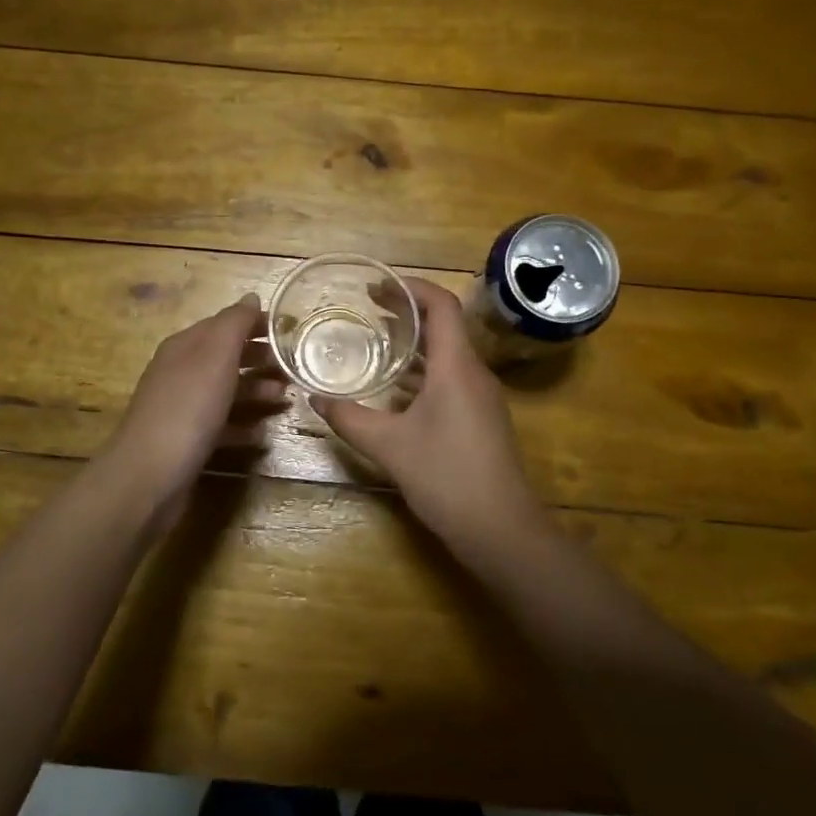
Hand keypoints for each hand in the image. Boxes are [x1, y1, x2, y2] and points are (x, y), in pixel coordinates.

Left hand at [104, 294, 285, 507]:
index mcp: (185, 346)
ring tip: (285, 398)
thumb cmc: (188, 408)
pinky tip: (262, 435)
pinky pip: (221, 426)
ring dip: (256, 392)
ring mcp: (182, 408)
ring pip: (226, 391)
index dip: (256, 325)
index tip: (291, 331)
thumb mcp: (215, 356)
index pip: (224, 324)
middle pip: (226, 358)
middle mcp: (180, 372)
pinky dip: (242, 426)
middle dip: (260, 359)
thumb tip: (251, 298)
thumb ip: (235, 324)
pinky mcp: (187, 441)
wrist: (149, 475)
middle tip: (294, 367)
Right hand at [311, 279, 544, 547]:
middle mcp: (474, 373)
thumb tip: (314, 399)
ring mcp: (482, 396)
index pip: (441, 305)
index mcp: (457, 366)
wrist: (501, 529)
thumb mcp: (389, 446)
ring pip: (449, 354)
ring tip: (378, 341)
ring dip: (416, 343)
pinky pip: (452, 377)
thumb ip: (350, 419)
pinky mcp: (482, 418)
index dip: (411, 288)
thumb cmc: (446, 477)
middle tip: (368, 309)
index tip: (378, 286)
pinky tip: (397, 388)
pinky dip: (425, 371)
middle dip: (408, 313)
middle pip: (445, 326)